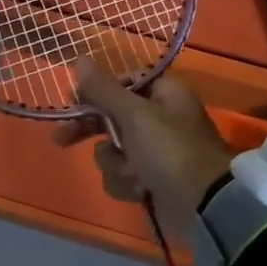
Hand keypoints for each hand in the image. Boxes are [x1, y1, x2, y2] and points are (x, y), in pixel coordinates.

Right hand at [51, 60, 233, 224]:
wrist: (205, 207)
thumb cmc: (170, 150)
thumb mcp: (134, 114)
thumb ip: (103, 89)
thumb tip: (79, 58)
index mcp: (163, 94)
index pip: (122, 82)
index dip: (96, 91)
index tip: (73, 100)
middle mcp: (159, 119)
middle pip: (111, 116)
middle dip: (91, 131)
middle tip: (61, 139)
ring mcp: (155, 152)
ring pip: (112, 150)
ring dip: (116, 163)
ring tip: (133, 173)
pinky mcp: (151, 180)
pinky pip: (122, 175)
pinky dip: (127, 183)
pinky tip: (140, 190)